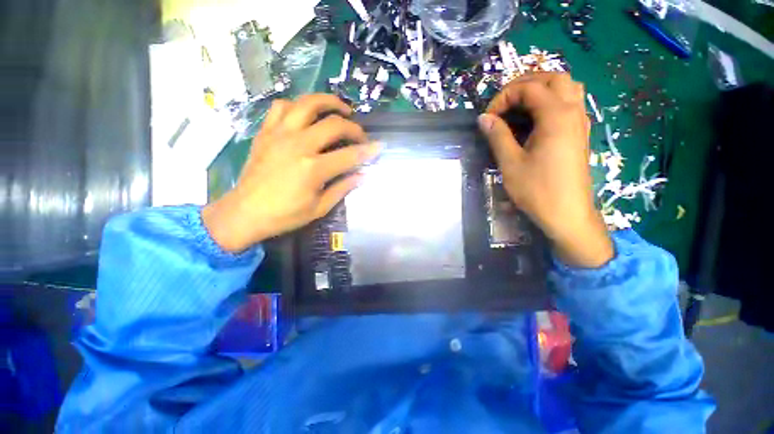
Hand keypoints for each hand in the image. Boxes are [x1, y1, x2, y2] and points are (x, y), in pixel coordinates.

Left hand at [202, 94, 379, 252]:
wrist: (244, 212)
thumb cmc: (285, 215)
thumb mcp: (319, 208)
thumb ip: (343, 188)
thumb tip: (363, 175)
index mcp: (313, 169)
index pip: (350, 155)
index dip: (368, 150)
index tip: (380, 147)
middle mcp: (298, 145)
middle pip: (334, 124)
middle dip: (354, 128)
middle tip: (361, 135)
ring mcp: (279, 134)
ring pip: (307, 104)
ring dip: (329, 102)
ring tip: (341, 109)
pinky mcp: (266, 132)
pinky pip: (282, 106)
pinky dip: (298, 105)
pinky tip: (306, 114)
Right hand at [478, 73, 612, 267]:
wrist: (567, 214)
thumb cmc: (537, 190)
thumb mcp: (510, 163)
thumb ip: (498, 136)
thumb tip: (484, 118)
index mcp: (556, 116)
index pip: (529, 89)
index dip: (504, 97)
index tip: (488, 118)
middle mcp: (573, 111)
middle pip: (552, 78)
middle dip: (524, 85)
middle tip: (503, 104)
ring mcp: (580, 122)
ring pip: (566, 87)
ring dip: (541, 89)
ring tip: (519, 106)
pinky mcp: (579, 133)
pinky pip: (569, 102)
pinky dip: (551, 101)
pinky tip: (535, 120)